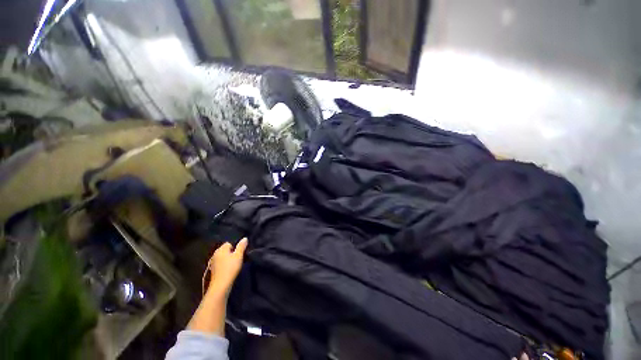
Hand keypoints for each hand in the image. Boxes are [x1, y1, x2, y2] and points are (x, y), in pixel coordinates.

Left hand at [206, 238, 247, 294]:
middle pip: (225, 250)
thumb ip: (241, 246)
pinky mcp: (212, 270)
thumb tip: (245, 238)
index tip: (239, 254)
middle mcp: (215, 254)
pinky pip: (220, 264)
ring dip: (227, 260)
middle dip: (231, 253)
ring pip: (222, 257)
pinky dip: (224, 265)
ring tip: (233, 265)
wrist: (220, 285)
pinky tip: (228, 270)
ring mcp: (212, 262)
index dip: (235, 248)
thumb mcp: (239, 255)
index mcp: (221, 249)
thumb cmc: (230, 268)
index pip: (229, 243)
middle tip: (237, 259)